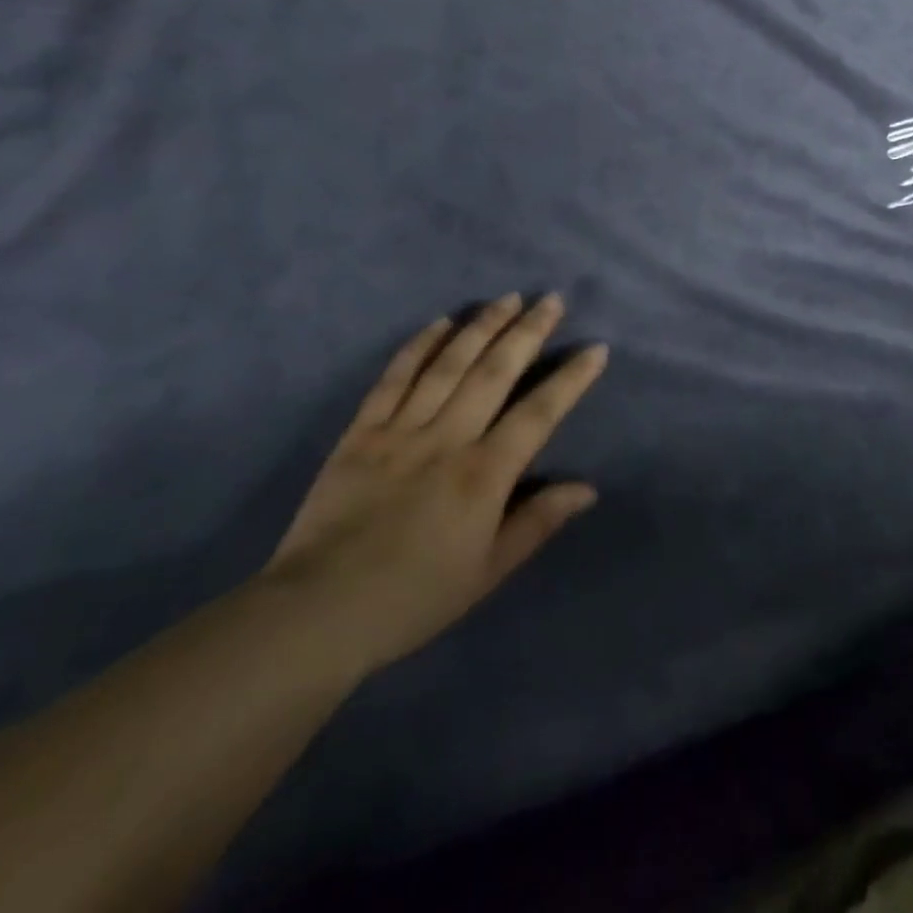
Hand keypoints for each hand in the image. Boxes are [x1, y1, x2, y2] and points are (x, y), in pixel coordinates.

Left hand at [262, 292, 606, 677]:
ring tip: (507, 298)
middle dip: (527, 332)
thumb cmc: (414, 597)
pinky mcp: (361, 432)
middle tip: (551, 299)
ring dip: (481, 327)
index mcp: (483, 475)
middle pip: (494, 373)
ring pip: (448, 365)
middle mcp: (447, 439)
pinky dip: (418, 347)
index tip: (595, 348)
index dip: (571, 379)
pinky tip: (440, 323)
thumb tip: (587, 488)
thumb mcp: (488, 572)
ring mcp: (400, 431)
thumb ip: (538, 522)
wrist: (317, 613)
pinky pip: (393, 379)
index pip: (538, 414)